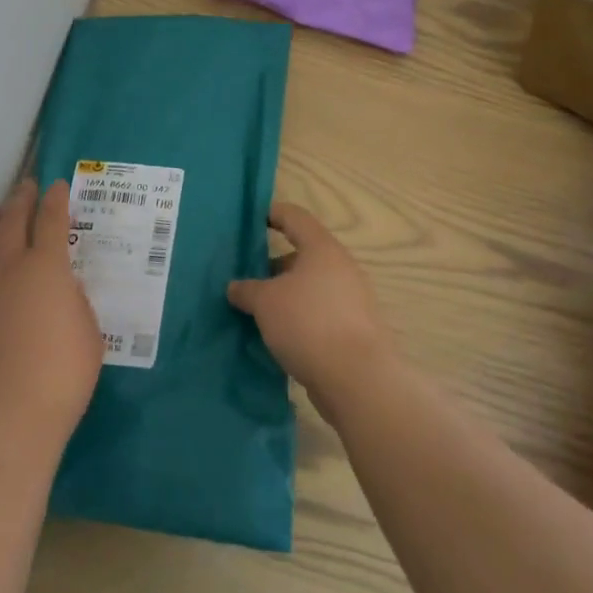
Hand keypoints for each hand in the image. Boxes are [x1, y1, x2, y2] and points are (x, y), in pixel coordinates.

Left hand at [0, 179, 102, 456]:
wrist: (3, 415)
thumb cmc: (60, 374)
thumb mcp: (88, 332)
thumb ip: (74, 302)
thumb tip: (60, 288)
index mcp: (47, 267)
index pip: (51, 220)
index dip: (55, 200)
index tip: (57, 186)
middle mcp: (9, 267)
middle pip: (11, 220)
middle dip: (21, 199)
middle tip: (26, 186)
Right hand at [228, 203, 395, 415]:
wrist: (357, 379)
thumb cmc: (307, 323)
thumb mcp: (265, 302)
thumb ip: (246, 289)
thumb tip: (235, 287)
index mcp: (322, 249)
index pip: (295, 217)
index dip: (272, 214)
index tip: (251, 220)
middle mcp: (341, 268)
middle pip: (303, 255)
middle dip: (273, 265)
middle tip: (246, 278)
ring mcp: (352, 300)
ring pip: (310, 287)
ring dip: (285, 295)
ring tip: (257, 311)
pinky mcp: (354, 329)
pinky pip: (319, 313)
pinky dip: (299, 317)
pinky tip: (278, 335)